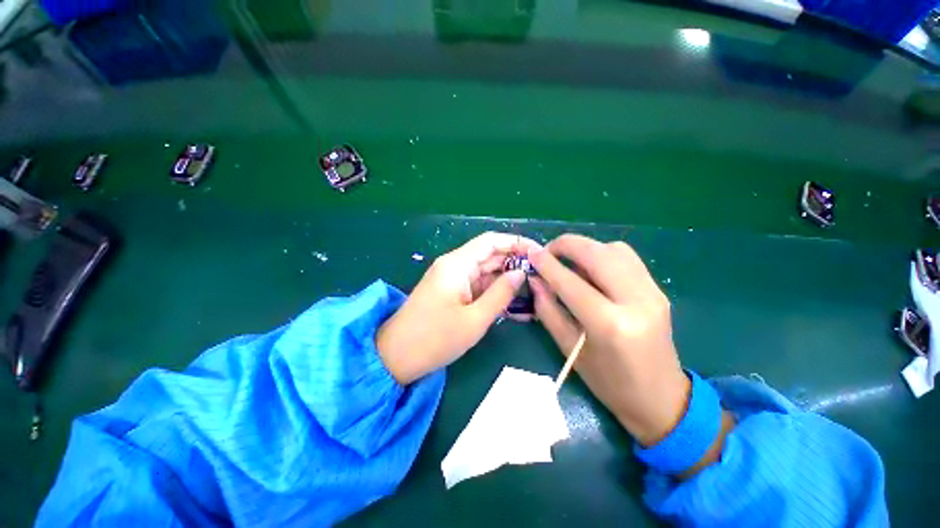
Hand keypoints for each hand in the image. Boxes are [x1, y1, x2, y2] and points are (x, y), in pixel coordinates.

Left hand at [377, 232, 540, 383]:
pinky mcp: (451, 292)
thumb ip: (501, 293)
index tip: (539, 253)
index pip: (491, 241)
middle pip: (490, 255)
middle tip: (541, 277)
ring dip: (506, 281)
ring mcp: (452, 279)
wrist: (396, 357)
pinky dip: (494, 293)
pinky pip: (477, 286)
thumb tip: (521, 272)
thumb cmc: (435, 339)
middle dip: (515, 263)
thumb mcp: (475, 319)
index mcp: (457, 264)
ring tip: (533, 292)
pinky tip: (513, 305)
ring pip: (485, 272)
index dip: (516, 242)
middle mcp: (454, 265)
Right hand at [527, 234, 690, 446]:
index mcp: (610, 325)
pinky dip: (602, 254)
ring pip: (614, 249)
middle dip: (566, 245)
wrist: (661, 398)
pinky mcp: (658, 289)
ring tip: (568, 261)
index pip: (571, 282)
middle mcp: (636, 301)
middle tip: (547, 252)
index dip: (547, 264)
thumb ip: (548, 310)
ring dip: (585, 248)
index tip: (530, 254)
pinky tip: (591, 269)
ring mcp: (652, 292)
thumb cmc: (608, 382)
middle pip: (597, 253)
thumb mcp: (569, 348)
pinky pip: (626, 257)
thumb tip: (535, 279)